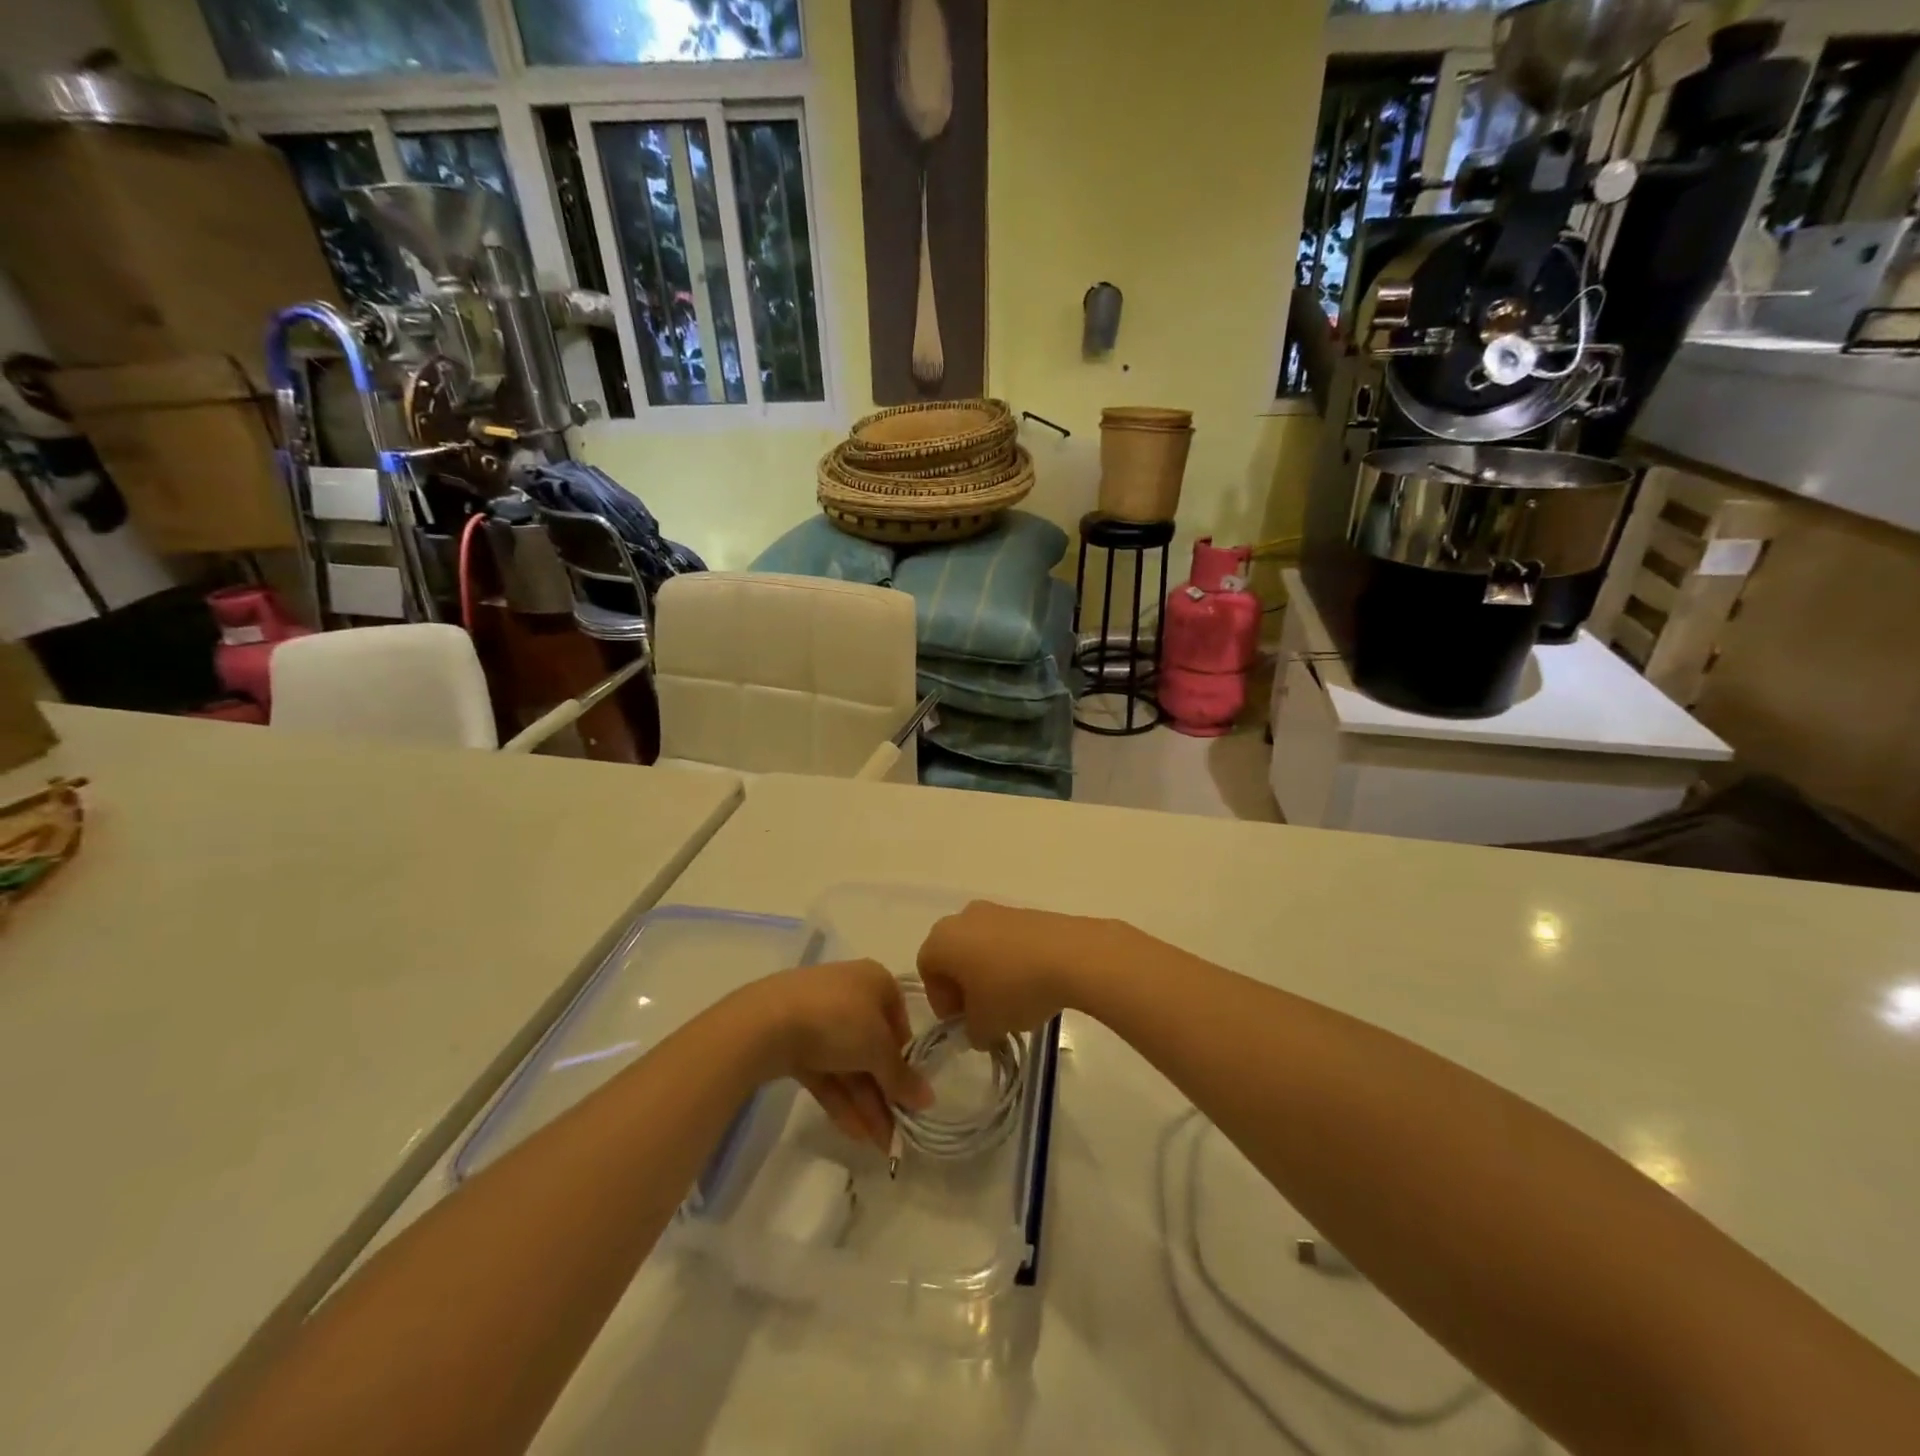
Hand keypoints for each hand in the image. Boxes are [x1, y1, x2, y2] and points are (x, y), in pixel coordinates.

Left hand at [744, 960, 932, 1152]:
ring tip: (879, 1146)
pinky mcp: (793, 1039)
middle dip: (885, 1092)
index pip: (899, 1022)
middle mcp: (849, 992)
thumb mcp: (878, 1049)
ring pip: (848, 1063)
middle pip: (873, 1047)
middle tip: (897, 1133)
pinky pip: (825, 1070)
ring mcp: (818, 1016)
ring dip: (866, 1103)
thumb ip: (902, 1077)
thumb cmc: (838, 1020)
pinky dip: (840, 1098)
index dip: (907, 1060)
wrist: (766, 1021)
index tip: (911, 1095)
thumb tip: (928, 1099)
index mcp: (875, 981)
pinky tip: (854, 1133)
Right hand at [916, 901, 1119, 1040]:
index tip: (962, 1023)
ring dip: (989, 975)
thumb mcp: (985, 1025)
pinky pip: (1007, 941)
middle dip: (964, 987)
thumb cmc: (1013, 988)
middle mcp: (964, 917)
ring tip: (1012, 1003)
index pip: (927, 970)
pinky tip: (1032, 985)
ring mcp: (997, 910)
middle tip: (983, 1015)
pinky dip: (1011, 962)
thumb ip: (972, 1031)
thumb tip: (978, 1028)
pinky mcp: (1026, 912)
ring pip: (981, 947)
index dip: (941, 1001)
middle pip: (953, 955)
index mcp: (943, 939)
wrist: (1071, 955)